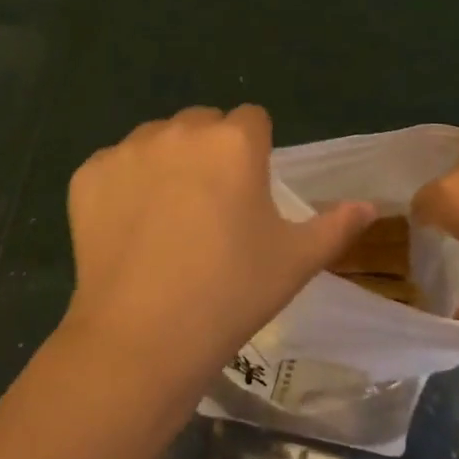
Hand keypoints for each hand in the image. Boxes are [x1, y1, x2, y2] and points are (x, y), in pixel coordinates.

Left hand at [64, 105, 374, 383]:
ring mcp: (128, 149)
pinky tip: (127, 230)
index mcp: (234, 141)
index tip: (249, 193)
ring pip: (156, 140)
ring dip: (165, 163)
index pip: (252, 120)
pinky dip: (121, 187)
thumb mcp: (295, 261)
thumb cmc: (231, 293)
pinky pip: (113, 166)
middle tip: (209, 209)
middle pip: (202, 124)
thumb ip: (336, 225)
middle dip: (209, 152)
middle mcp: (180, 130)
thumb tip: (370, 206)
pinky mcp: (88, 173)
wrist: (142, 337)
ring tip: (165, 220)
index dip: (255, 152)